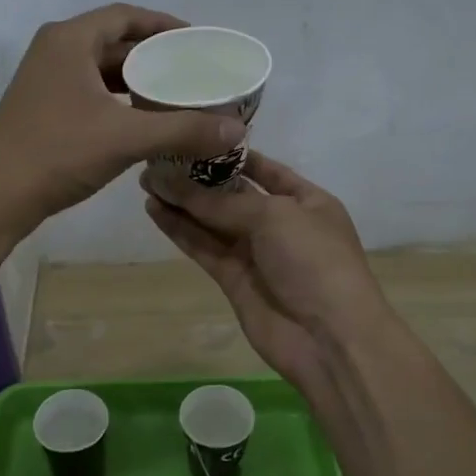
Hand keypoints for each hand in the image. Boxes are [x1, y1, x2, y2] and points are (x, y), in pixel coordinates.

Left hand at [0, 4, 246, 228]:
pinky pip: (90, 92)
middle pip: (114, 42)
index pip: (126, 16)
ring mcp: (45, 81)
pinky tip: (143, 121)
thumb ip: (183, 130)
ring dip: (137, 81)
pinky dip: (119, 101)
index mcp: (69, 40)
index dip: (164, 25)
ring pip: (102, 71)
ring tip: (176, 96)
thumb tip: (236, 130)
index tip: (197, 42)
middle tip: (193, 72)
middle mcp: (54, 51)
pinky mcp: (43, 108)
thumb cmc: (58, 153)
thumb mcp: (126, 138)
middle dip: (155, 56)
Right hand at [143, 151, 386, 401]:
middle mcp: (280, 223)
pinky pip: (204, 247)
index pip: (266, 169)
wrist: (329, 338)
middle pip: (232, 195)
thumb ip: (220, 202)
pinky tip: (155, 210)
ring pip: (212, 222)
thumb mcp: (274, 216)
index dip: (231, 155)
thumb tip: (171, 182)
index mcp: (306, 200)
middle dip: (198, 179)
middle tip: (157, 160)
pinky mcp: (233, 279)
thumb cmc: (314, 261)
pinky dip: (180, 230)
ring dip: (182, 203)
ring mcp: (255, 253)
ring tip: (146, 180)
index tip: (194, 138)